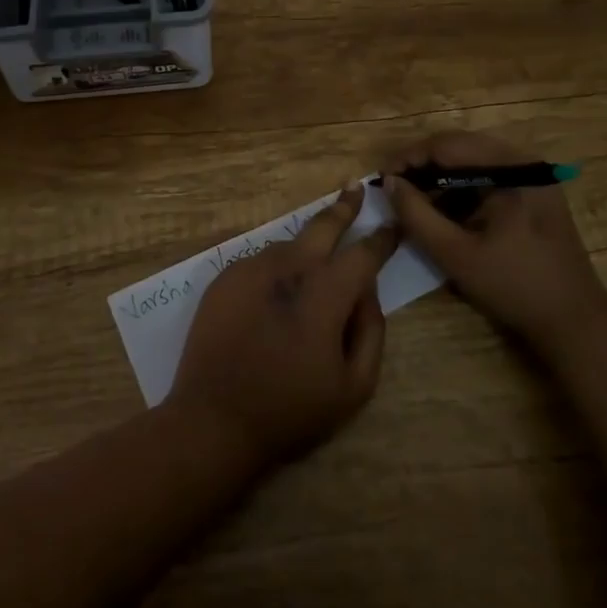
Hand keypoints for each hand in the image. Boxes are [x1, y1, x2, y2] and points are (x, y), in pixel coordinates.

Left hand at [169, 183, 397, 471]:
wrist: (213, 418)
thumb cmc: (290, 409)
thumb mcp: (353, 386)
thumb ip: (370, 330)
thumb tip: (367, 290)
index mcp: (324, 292)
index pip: (362, 253)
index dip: (382, 238)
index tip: (393, 225)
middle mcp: (288, 267)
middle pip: (322, 225)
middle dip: (344, 207)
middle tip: (356, 189)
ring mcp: (251, 267)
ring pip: (290, 245)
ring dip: (308, 246)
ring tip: (317, 260)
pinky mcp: (225, 277)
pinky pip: (262, 262)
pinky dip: (278, 268)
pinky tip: (277, 293)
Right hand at [383, 132, 606, 343]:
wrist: (575, 322)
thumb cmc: (514, 287)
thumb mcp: (455, 254)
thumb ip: (416, 215)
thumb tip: (389, 182)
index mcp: (510, 168)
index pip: (447, 145)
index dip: (408, 157)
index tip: (380, 178)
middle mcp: (524, 161)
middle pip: (459, 147)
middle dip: (422, 165)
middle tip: (393, 188)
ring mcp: (532, 175)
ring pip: (472, 161)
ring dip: (440, 176)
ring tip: (413, 200)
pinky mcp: (534, 192)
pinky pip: (488, 177)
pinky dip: (461, 188)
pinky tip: (443, 210)